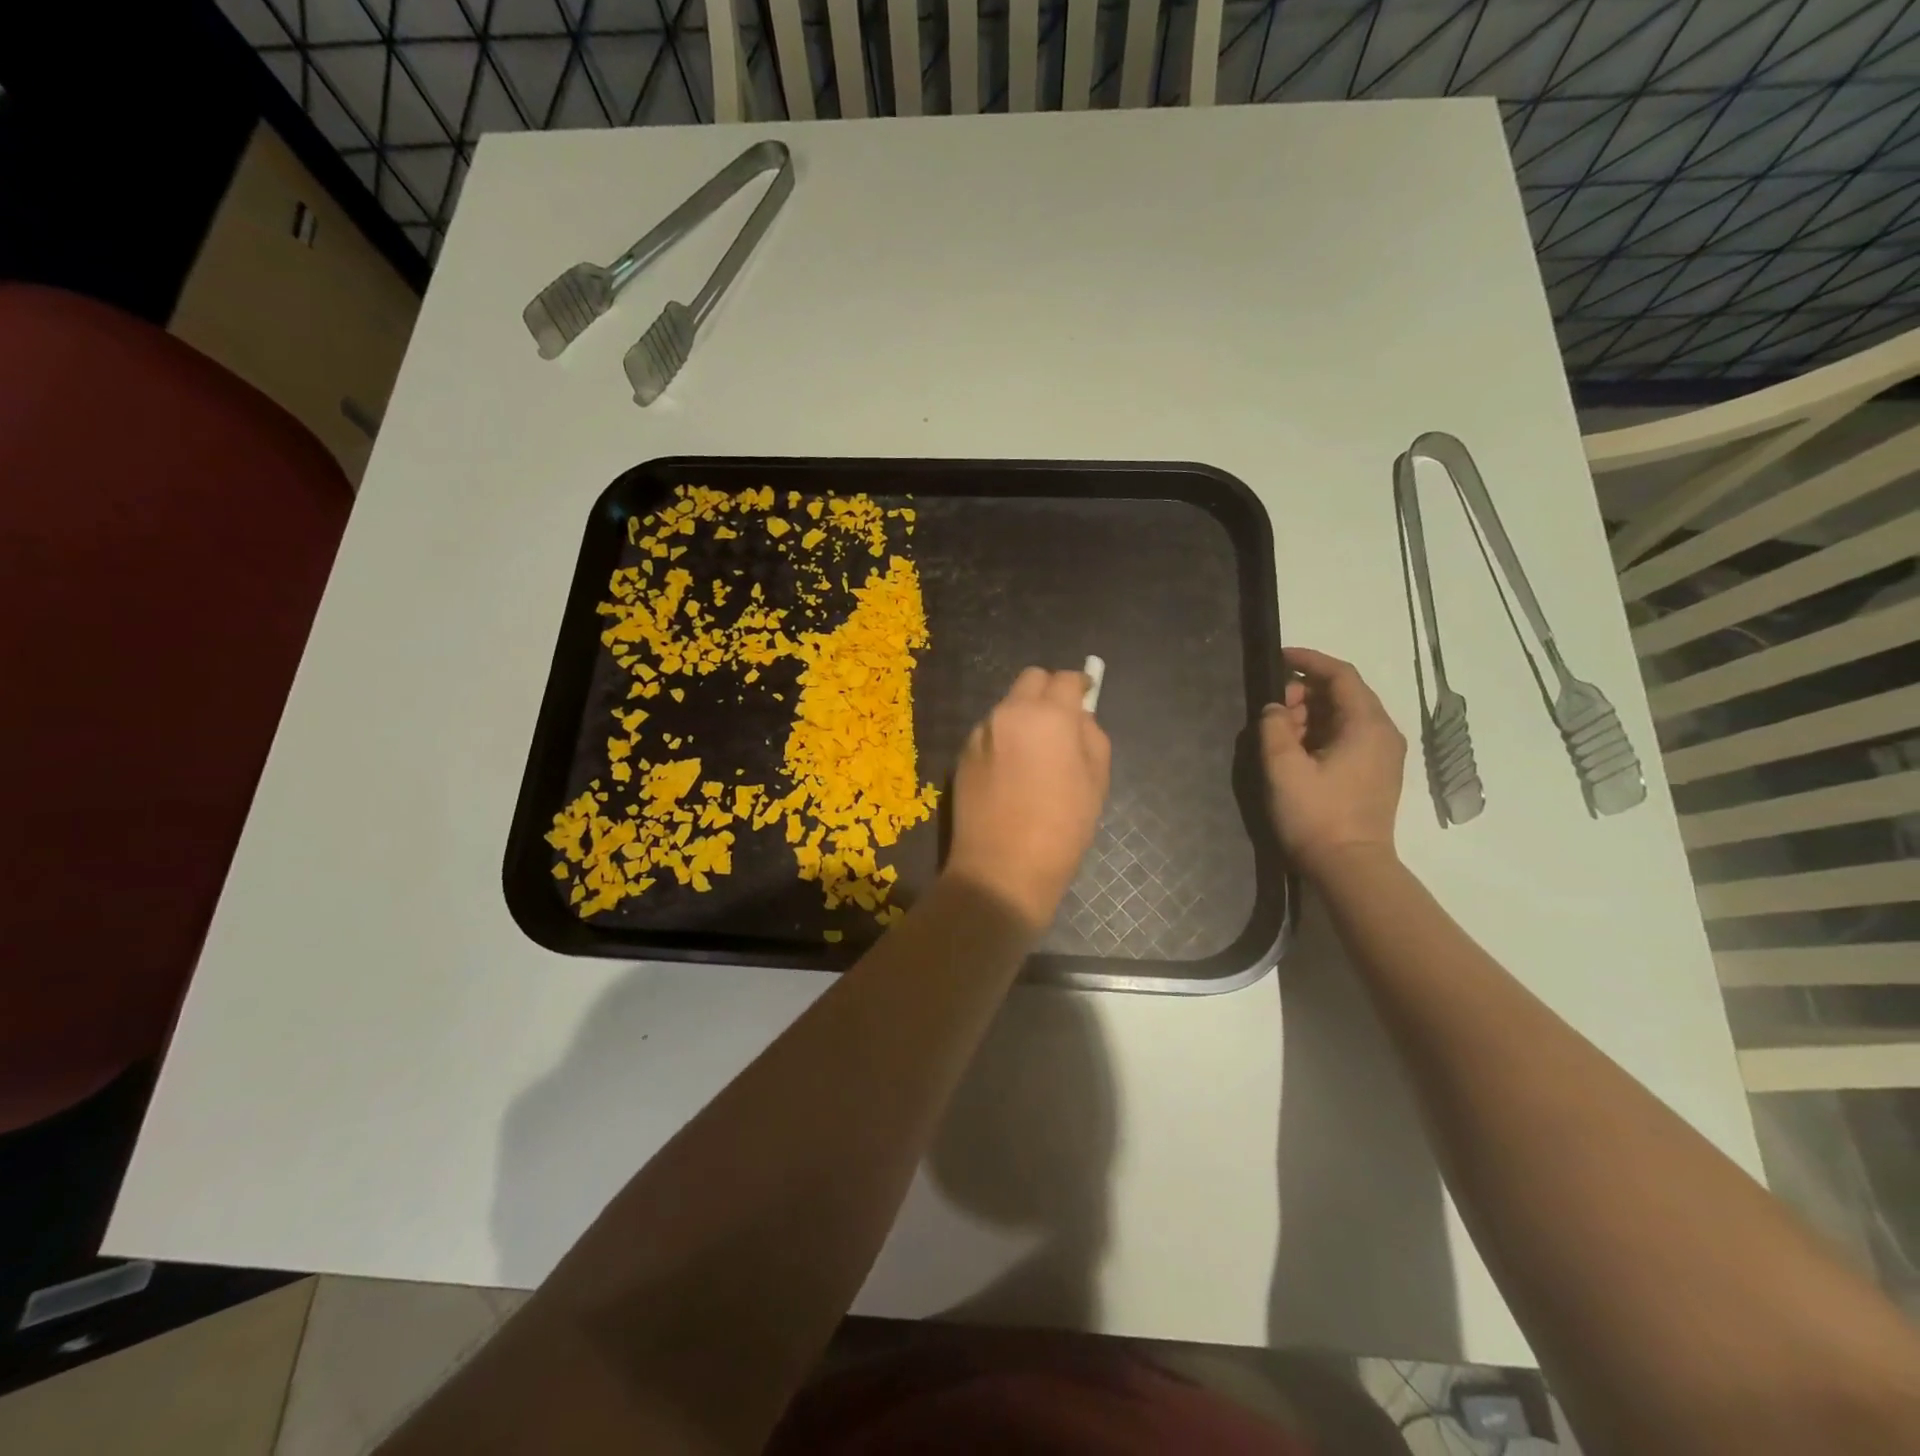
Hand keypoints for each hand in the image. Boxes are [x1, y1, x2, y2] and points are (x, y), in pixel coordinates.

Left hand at [946, 667, 1111, 932]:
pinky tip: (1011, 773)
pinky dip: (1004, 739)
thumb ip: (1091, 736)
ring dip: (1024, 716)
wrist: (1001, 868)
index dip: (1081, 687)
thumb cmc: (1061, 827)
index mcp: (1048, 715)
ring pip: (1007, 706)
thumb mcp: (1096, 780)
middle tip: (1061, 721)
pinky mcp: (962, 755)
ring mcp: (980, 733)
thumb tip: (1079, 718)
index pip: (1067, 679)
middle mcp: (1009, 713)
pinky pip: (990, 732)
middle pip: (1031, 679)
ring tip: (1035, 754)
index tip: (1087, 698)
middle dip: (1049, 691)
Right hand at [1260, 647, 1405, 876]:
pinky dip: (1320, 733)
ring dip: (1309, 715)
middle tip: (1272, 712)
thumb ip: (1274, 728)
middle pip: (1343, 694)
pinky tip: (1296, 751)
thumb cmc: (1317, 815)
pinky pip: (1347, 737)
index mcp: (1367, 725)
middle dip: (1304, 693)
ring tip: (1279, 734)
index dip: (1309, 660)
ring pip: (1343, 716)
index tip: (1279, 656)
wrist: (1350, 868)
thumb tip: (1274, 709)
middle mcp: (1383, 733)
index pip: (1341, 675)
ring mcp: (1382, 755)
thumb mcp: (1283, 768)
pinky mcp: (1375, 774)